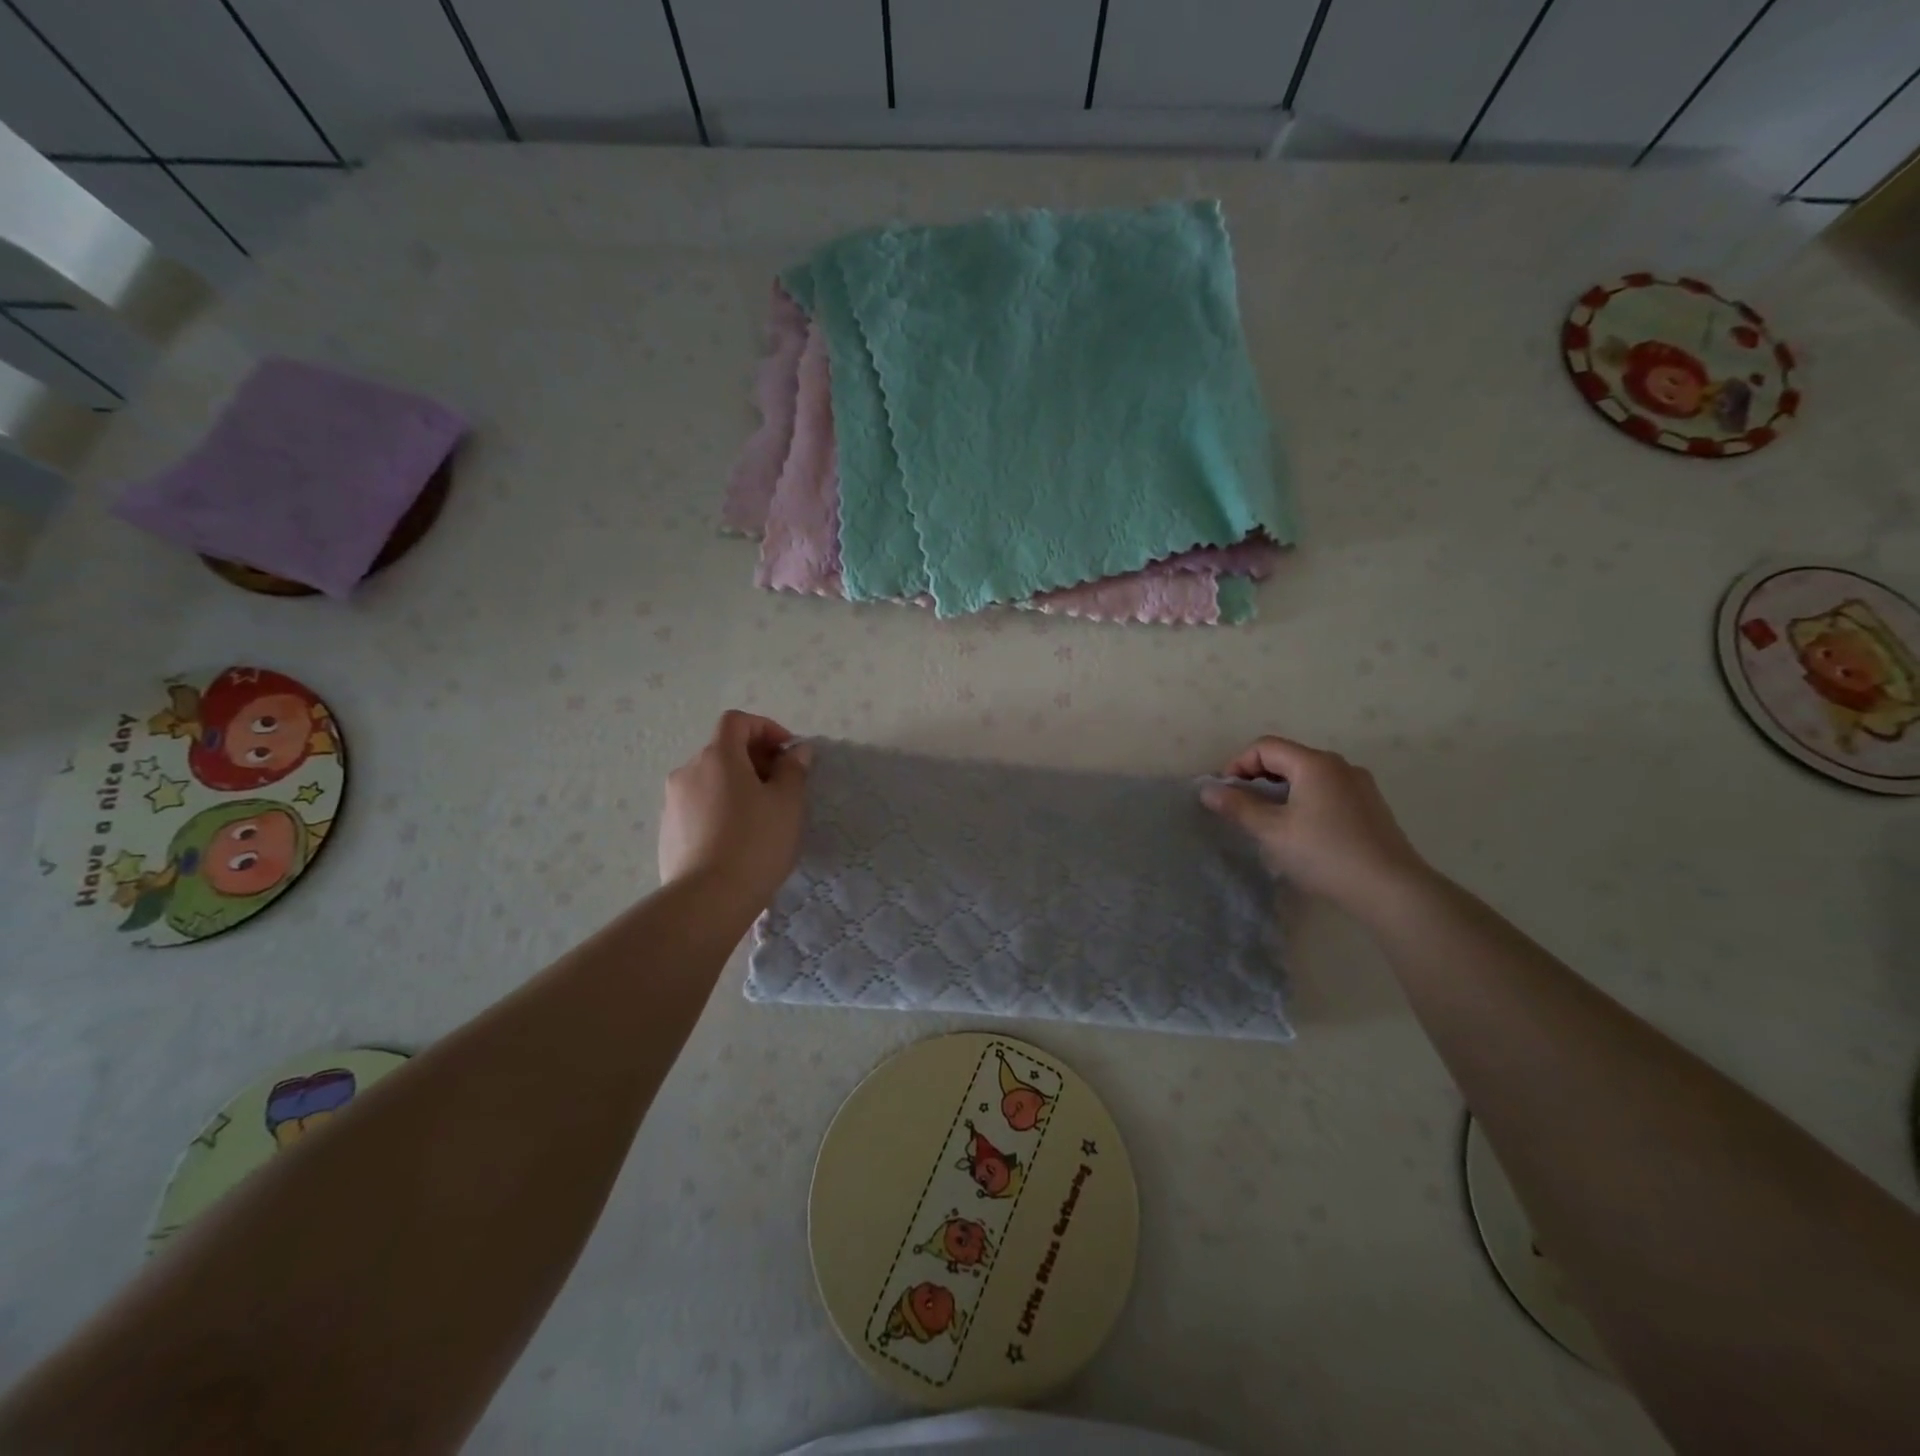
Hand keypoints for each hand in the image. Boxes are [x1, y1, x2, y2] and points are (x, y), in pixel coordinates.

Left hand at [658, 711, 810, 909]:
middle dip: (754, 759)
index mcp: (718, 757)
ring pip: (710, 779)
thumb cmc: (755, 843)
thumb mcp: (788, 803)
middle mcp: (688, 771)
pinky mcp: (667, 831)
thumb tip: (796, 751)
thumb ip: (794, 770)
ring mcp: (673, 802)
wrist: (707, 900)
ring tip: (761, 816)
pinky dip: (720, 808)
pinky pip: (699, 806)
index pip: (737, 721)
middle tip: (782, 786)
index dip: (765, 728)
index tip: (788, 752)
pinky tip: (737, 839)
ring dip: (736, 785)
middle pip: (723, 750)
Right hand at [1201, 735, 1429, 912]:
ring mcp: (1360, 786)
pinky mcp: (1372, 807)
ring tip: (1270, 824)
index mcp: (1315, 763)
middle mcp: (1340, 765)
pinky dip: (1305, 802)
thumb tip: (1208, 790)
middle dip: (1258, 779)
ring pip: (1308, 777)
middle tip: (1243, 810)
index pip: (1265, 747)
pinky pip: (1328, 792)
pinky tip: (1303, 834)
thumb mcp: (1272, 831)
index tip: (1226, 795)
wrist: (1391, 889)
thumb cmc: (1325, 853)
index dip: (1238, 765)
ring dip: (1281, 792)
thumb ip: (1238, 806)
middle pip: (1288, 758)